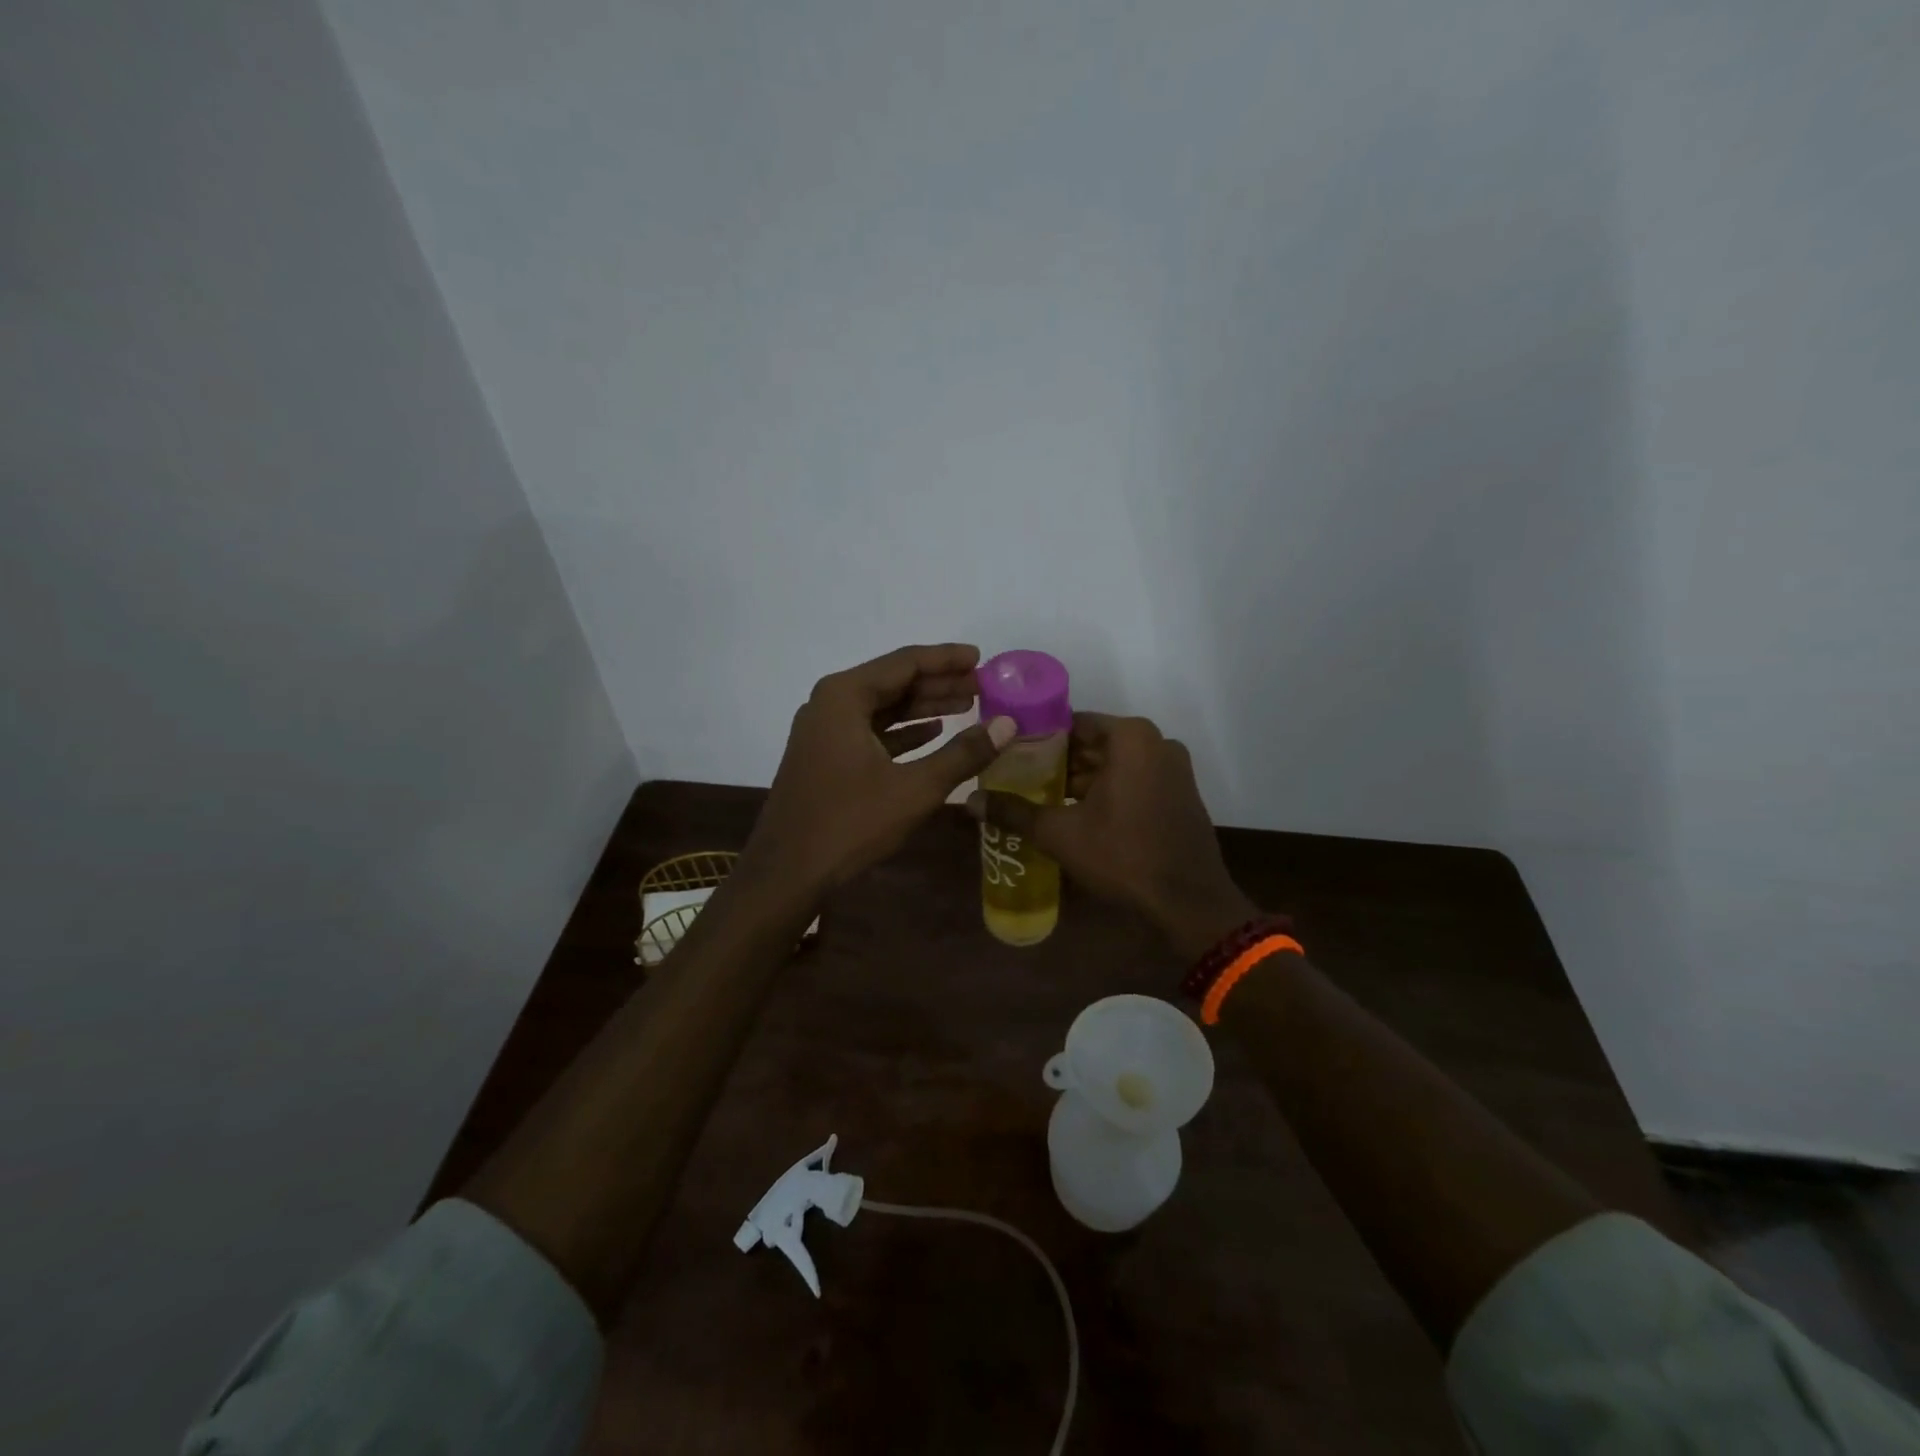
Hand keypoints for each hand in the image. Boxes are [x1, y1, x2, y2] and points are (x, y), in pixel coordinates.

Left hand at [747, 644, 1016, 894]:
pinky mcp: (824, 756)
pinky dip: (902, 731)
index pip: (905, 662)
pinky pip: (870, 730)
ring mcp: (823, 731)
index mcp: (845, 696)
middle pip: (893, 681)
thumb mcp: (914, 788)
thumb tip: (1007, 724)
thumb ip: (963, 753)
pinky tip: (933, 733)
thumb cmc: (850, 823)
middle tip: (982, 686)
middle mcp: (829, 703)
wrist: (787, 872)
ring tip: (967, 706)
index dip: (947, 659)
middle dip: (939, 683)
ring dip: (923, 707)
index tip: (981, 658)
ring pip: (882, 707)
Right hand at [968, 712, 1255, 961]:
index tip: (1010, 755)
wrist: (1188, 903)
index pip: (1073, 723)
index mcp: (1131, 738)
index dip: (1039, 738)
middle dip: (1059, 762)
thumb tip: (968, 802)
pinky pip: (1134, 780)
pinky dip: (1107, 791)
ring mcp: (1173, 769)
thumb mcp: (1060, 834)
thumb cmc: (1122, 856)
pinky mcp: (1179, 793)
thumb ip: (1014, 812)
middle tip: (1019, 779)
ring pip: (1114, 764)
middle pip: (1094, 744)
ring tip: (1041, 798)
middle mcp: (1156, 743)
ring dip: (1081, 779)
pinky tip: (1077, 814)